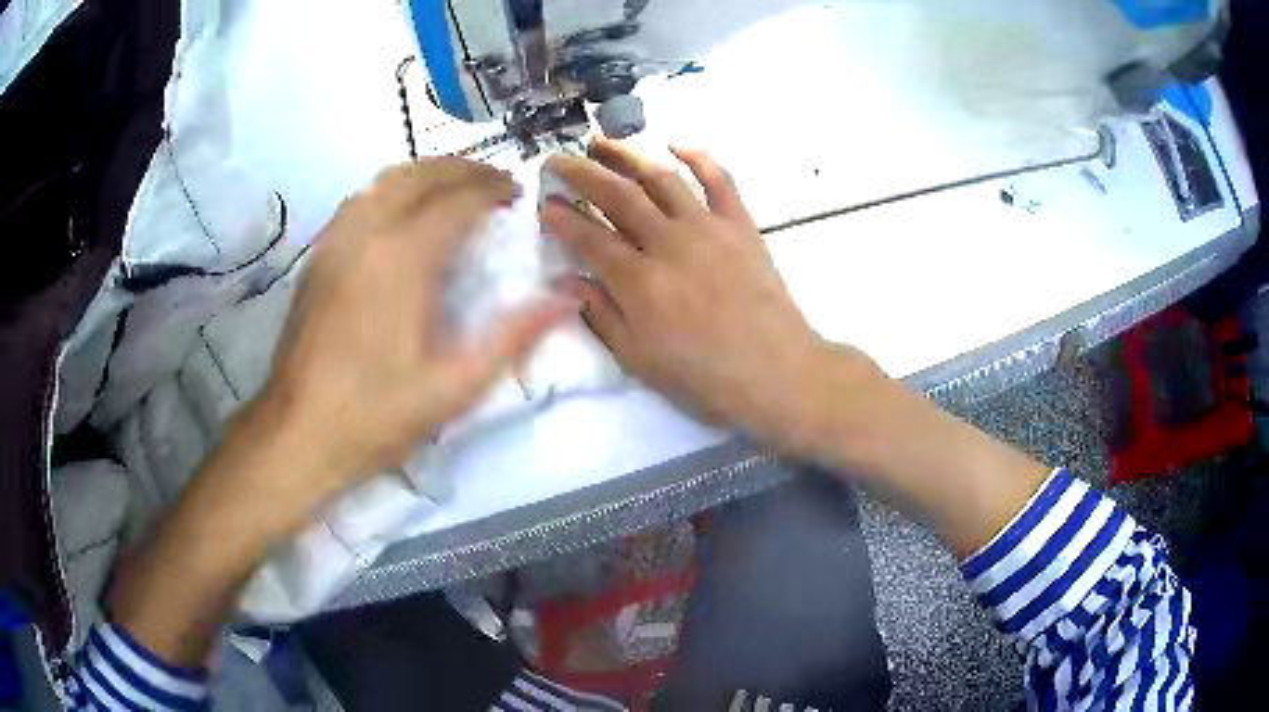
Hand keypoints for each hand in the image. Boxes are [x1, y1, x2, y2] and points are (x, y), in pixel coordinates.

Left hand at [263, 158, 574, 492]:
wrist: (300, 433)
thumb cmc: (378, 414)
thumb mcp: (455, 386)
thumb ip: (513, 336)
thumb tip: (567, 299)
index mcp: (403, 258)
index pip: (457, 200)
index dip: (492, 190)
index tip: (517, 195)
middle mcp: (367, 233)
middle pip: (420, 175)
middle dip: (462, 170)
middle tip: (493, 182)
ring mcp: (335, 241)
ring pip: (384, 181)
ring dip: (425, 174)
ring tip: (454, 189)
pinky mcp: (317, 257)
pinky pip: (359, 200)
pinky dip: (391, 190)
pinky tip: (401, 213)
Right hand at [541, 140, 882, 450]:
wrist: (776, 372)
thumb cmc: (704, 376)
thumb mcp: (638, 359)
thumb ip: (600, 315)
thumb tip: (567, 281)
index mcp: (638, 281)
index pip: (588, 237)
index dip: (562, 218)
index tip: (544, 205)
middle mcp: (667, 242)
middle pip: (616, 195)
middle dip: (580, 172)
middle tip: (557, 159)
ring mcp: (707, 228)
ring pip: (661, 177)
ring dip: (628, 154)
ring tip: (602, 142)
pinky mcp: (741, 224)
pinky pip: (720, 180)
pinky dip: (699, 157)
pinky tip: (677, 145)